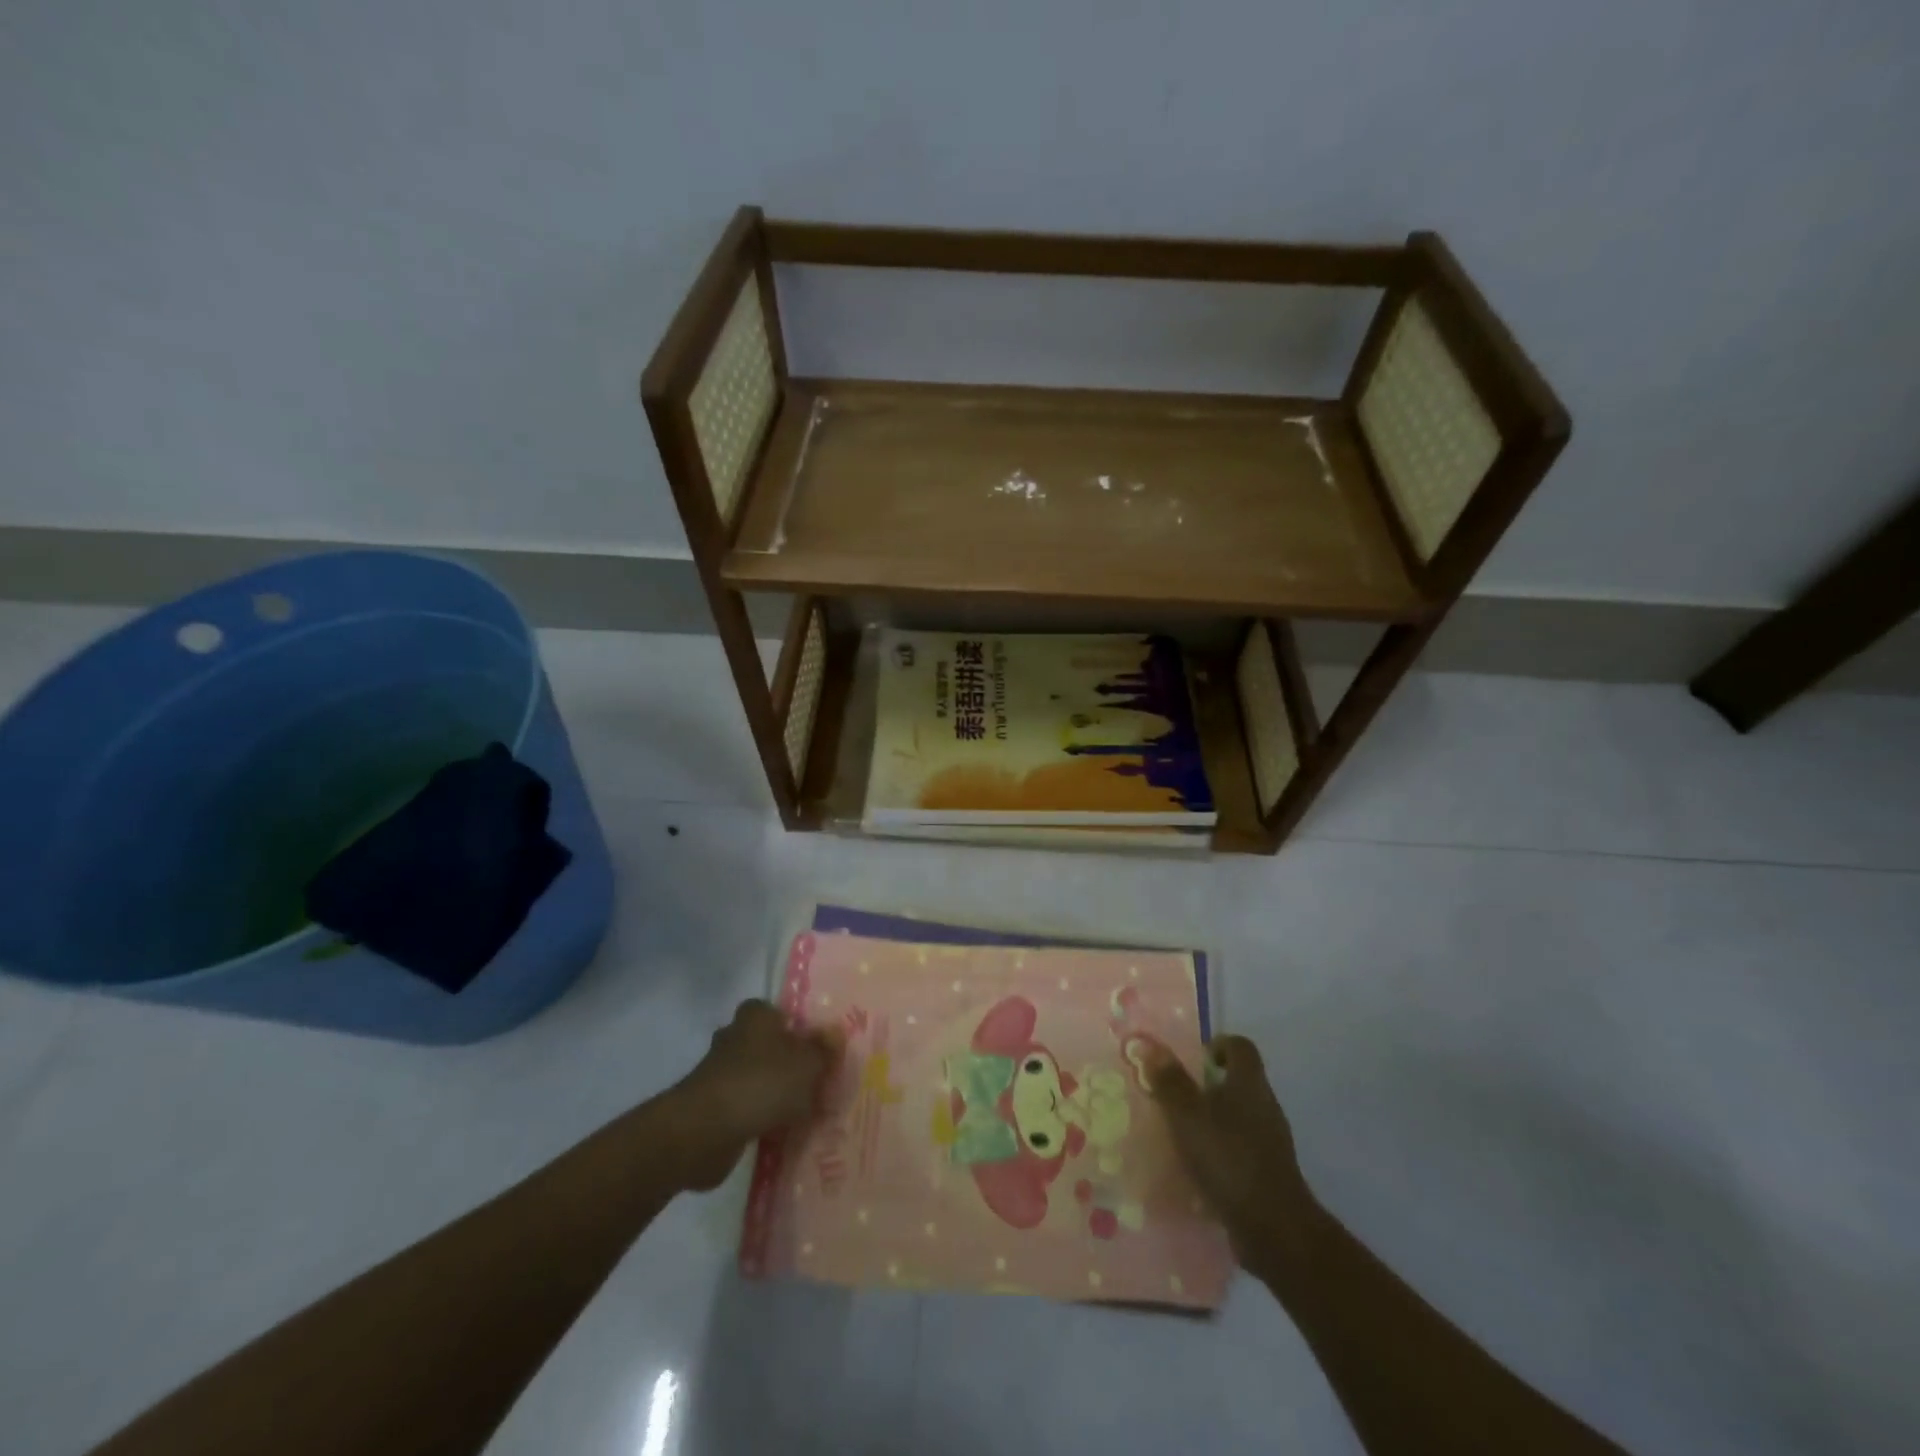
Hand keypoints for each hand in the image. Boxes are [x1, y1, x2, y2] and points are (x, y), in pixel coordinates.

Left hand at [669, 1000, 841, 1190]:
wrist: (705, 1131)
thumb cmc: (762, 1083)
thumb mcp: (807, 1064)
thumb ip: (823, 1049)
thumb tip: (836, 1031)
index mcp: (756, 1017)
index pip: (778, 1013)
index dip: (798, 1028)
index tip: (817, 1050)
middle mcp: (735, 1037)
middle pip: (768, 1045)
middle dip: (787, 1061)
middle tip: (816, 1080)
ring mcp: (720, 1072)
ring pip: (757, 1076)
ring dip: (774, 1091)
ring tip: (803, 1111)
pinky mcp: (712, 1106)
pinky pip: (745, 1105)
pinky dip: (760, 1116)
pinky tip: (781, 1132)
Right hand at [1145, 1036, 1317, 1271]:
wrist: (1274, 1229)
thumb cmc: (1228, 1158)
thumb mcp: (1188, 1115)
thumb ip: (1170, 1081)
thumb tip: (1151, 1046)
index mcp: (1249, 1084)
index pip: (1241, 1047)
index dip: (1218, 1044)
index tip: (1194, 1059)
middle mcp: (1265, 1106)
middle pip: (1239, 1081)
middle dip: (1207, 1085)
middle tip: (1176, 1096)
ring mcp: (1270, 1141)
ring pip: (1239, 1117)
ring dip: (1212, 1120)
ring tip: (1180, 1133)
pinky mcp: (1268, 1172)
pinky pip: (1240, 1149)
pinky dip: (1220, 1151)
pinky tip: (1197, 1168)